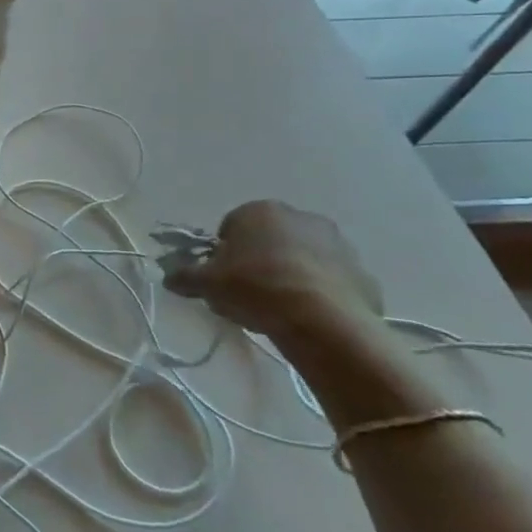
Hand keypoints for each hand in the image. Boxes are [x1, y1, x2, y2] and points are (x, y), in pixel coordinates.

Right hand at [163, 200, 382, 341]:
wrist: (322, 320)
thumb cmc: (256, 288)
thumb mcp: (207, 284)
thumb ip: (185, 276)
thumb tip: (169, 277)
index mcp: (259, 211)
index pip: (232, 227)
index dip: (224, 254)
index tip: (223, 279)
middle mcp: (300, 217)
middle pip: (270, 239)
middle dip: (260, 261)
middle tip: (249, 293)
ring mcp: (337, 244)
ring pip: (303, 258)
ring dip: (291, 274)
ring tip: (280, 309)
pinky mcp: (363, 273)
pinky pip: (332, 281)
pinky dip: (320, 293)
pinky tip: (309, 317)